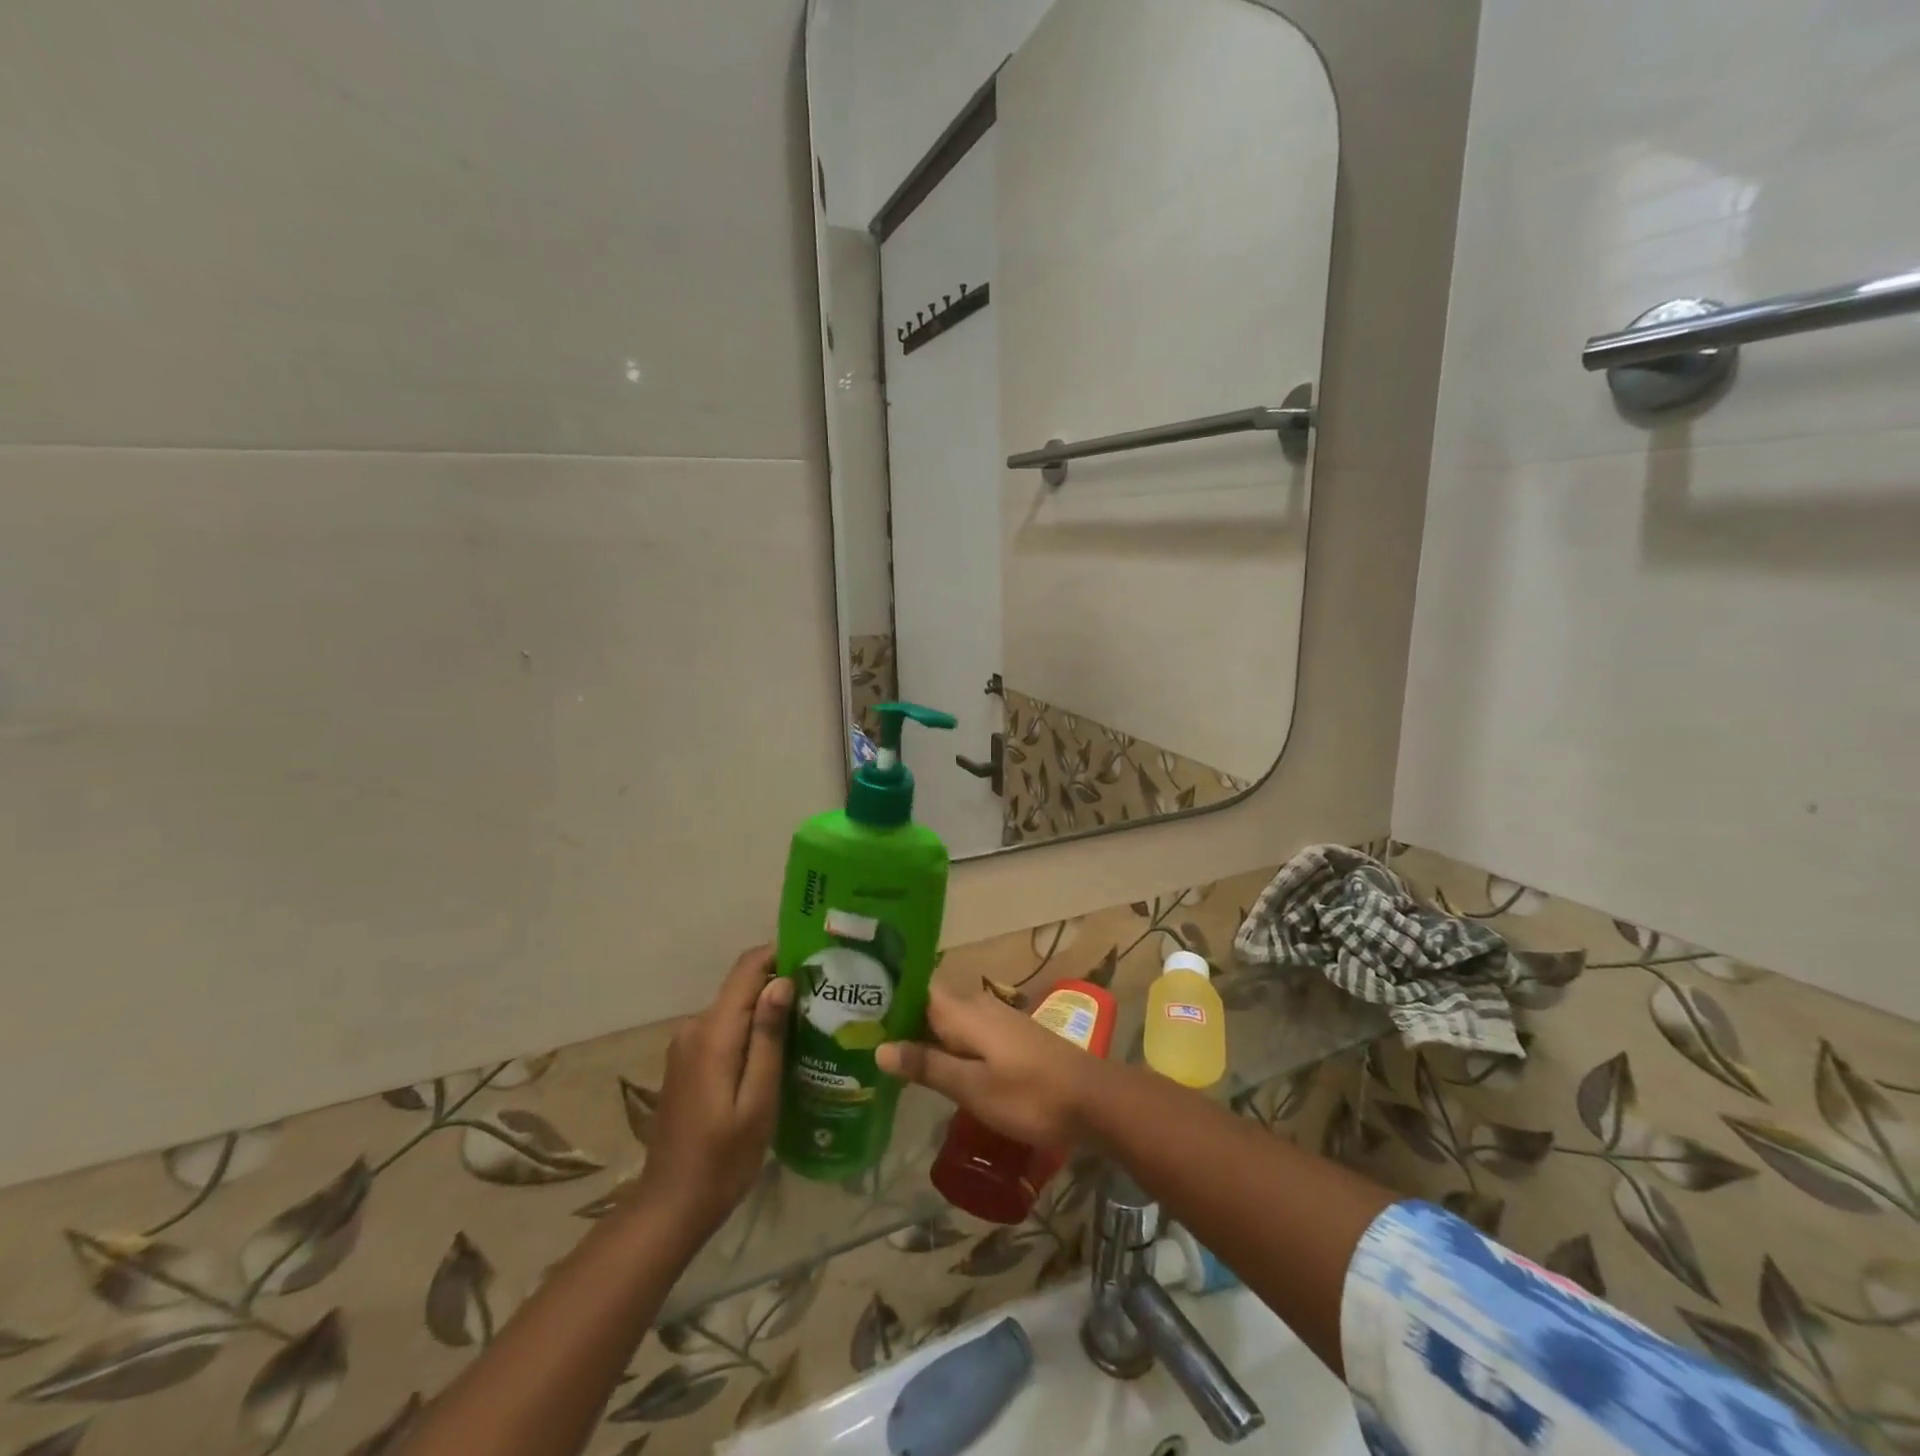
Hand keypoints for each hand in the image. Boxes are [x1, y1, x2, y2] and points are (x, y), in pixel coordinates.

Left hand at [634, 947, 791, 1237]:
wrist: (670, 1207)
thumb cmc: (723, 1159)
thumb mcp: (758, 1101)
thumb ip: (768, 1038)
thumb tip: (782, 981)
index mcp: (713, 1033)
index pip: (747, 969)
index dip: (780, 953)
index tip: (816, 958)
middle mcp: (694, 1027)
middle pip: (741, 986)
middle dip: (780, 983)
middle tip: (824, 996)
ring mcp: (686, 1044)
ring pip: (734, 1007)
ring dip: (767, 1008)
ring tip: (810, 1022)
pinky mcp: (687, 1061)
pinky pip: (724, 1028)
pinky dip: (750, 1029)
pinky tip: (778, 1050)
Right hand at [877, 985, 1108, 1146]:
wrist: (1094, 1100)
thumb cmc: (1030, 1094)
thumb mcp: (973, 1087)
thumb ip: (928, 1065)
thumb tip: (880, 1046)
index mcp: (964, 1012)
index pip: (917, 989)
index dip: (888, 995)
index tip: (856, 1007)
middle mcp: (978, 1007)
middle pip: (930, 1005)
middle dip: (900, 1019)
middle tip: (861, 1039)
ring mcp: (997, 1021)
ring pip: (948, 1021)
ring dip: (922, 1035)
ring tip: (888, 1056)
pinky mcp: (1010, 1038)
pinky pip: (966, 1034)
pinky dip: (946, 1046)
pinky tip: (934, 1068)